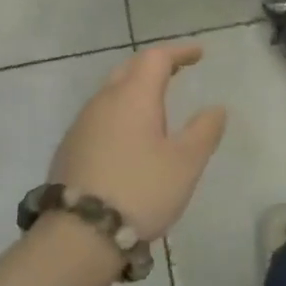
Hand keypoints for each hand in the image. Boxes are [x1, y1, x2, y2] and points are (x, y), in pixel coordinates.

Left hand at [46, 42, 227, 240]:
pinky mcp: (69, 149)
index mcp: (133, 96)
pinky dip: (120, 114)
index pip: (155, 58)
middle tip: (177, 71)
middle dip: (154, 66)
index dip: (179, 52)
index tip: (199, 55)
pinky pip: (100, 117)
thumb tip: (216, 108)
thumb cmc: (141, 190)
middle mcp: (103, 102)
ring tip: (157, 105)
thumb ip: (204, 131)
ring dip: (135, 90)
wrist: (80, 234)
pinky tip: (130, 136)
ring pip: (111, 93)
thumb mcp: (186, 163)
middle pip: (129, 69)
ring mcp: (81, 125)